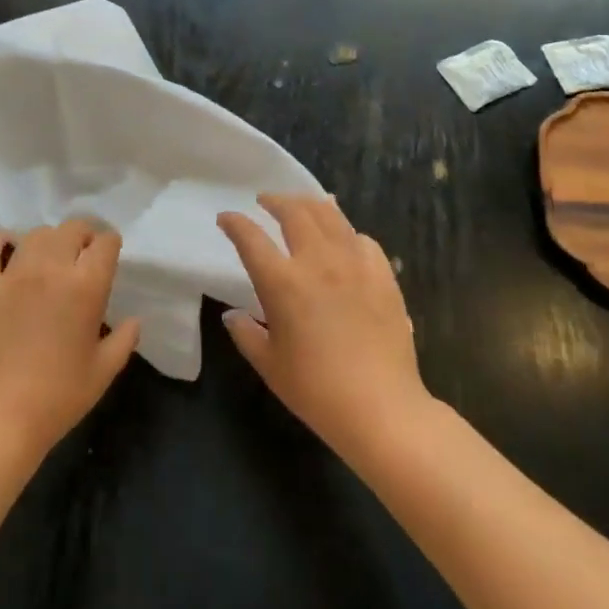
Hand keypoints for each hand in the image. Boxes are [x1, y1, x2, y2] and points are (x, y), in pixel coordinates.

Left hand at [0, 220, 141, 458]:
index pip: (105, 242)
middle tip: (82, 257)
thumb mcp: (103, 372)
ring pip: (36, 233)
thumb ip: (123, 340)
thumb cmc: (58, 397)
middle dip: (83, 236)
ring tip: (50, 258)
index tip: (108, 256)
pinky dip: (2, 241)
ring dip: (49, 241)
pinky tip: (9, 250)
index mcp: (86, 286)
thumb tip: (133, 320)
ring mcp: (12, 272)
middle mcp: (51, 268)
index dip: (110, 244)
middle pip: (72, 229)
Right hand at [217, 194, 429, 464]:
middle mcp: (317, 261)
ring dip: (310, 205)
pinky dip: (346, 232)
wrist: (381, 408)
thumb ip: (246, 334)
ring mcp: (354, 264)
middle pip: (294, 212)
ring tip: (301, 206)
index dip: (234, 223)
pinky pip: (362, 240)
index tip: (225, 218)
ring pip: (330, 216)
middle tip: (265, 201)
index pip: (250, 238)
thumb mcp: (269, 365)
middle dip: (275, 200)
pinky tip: (344, 240)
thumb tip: (233, 315)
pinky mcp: (383, 276)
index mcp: (282, 282)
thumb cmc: (316, 390)